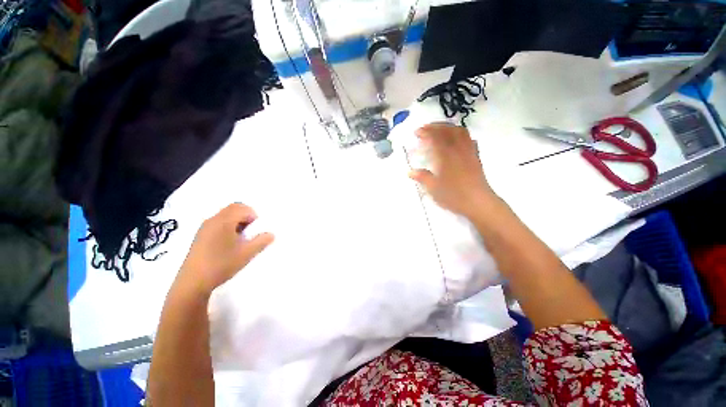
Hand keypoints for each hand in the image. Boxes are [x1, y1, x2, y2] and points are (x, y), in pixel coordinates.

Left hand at [175, 203, 273, 296]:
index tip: (256, 230)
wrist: (193, 283)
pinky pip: (217, 223)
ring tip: (240, 239)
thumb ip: (261, 241)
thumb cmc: (222, 264)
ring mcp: (204, 228)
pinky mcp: (200, 236)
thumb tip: (271, 234)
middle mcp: (212, 220)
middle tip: (250, 232)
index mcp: (224, 221)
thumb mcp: (247, 253)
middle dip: (245, 216)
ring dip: (237, 222)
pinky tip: (228, 244)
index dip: (253, 215)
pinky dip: (227, 227)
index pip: (242, 208)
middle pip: (233, 209)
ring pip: (225, 216)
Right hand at [409, 123, 497, 218]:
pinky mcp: (475, 157)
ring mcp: (468, 152)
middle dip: (436, 126)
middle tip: (426, 128)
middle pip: (448, 130)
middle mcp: (458, 150)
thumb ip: (422, 177)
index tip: (416, 132)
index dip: (425, 132)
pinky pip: (469, 140)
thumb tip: (410, 172)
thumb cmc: (454, 196)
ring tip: (439, 130)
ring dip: (448, 127)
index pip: (435, 137)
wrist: (478, 202)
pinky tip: (456, 140)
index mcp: (445, 156)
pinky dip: (461, 135)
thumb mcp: (434, 188)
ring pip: (460, 132)